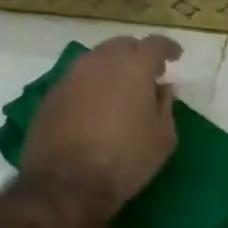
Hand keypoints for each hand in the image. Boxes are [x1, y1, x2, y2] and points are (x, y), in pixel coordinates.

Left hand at [22, 35, 181, 220]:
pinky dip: (91, 85)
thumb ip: (165, 105)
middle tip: (148, 74)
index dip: (168, 48)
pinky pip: (78, 79)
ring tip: (121, 89)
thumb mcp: (163, 137)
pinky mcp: (51, 95)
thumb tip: (162, 87)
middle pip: (122, 45)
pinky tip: (96, 106)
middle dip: (138, 55)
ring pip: (96, 60)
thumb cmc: (126, 159)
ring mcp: (71, 76)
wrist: (67, 184)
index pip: (155, 44)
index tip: (175, 56)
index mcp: (133, 67)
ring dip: (112, 68)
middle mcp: (100, 62)